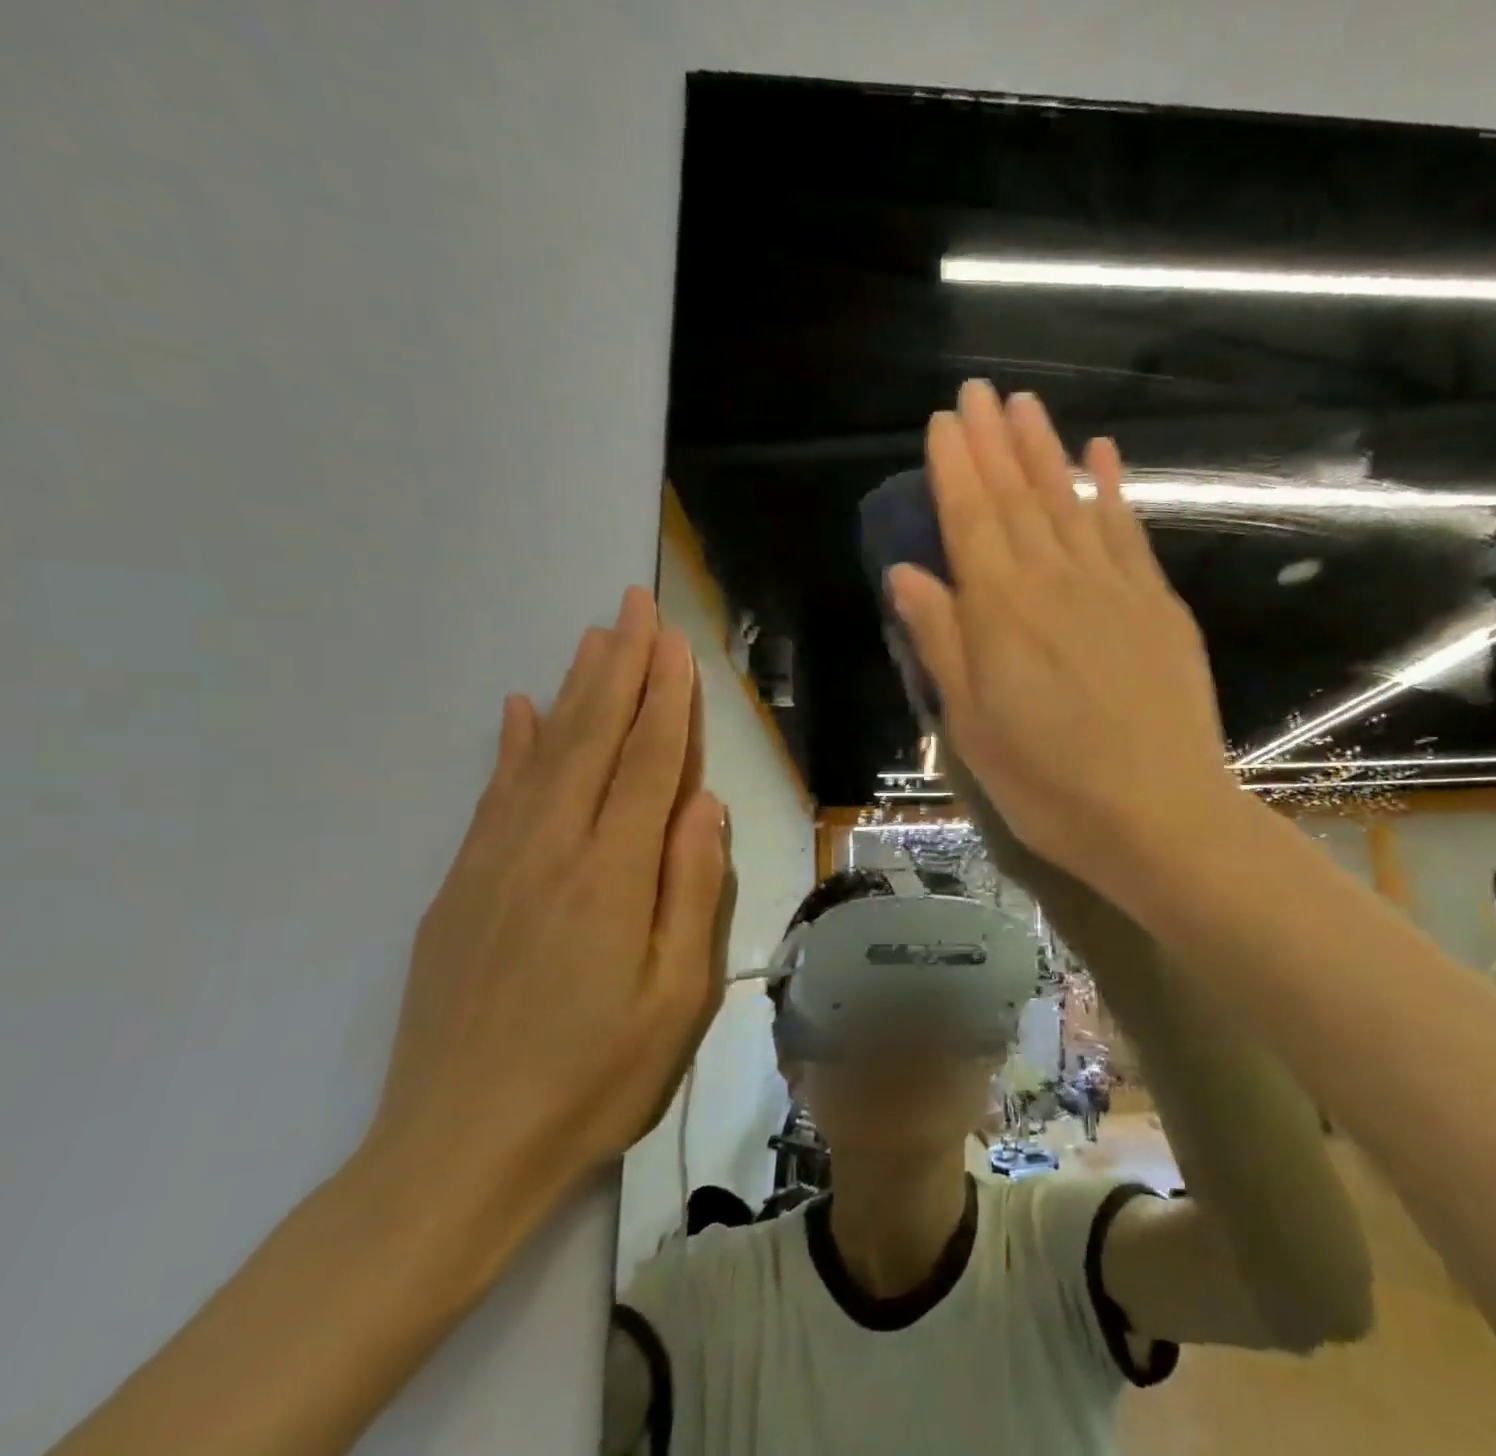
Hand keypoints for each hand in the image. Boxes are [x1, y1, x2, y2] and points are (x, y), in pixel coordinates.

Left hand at [367, 587, 732, 1232]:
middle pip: (592, 739)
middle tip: (634, 607)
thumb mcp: (676, 997)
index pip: (648, 763)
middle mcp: (551, 850)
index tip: (674, 643)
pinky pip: (493, 795)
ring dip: (573, 691)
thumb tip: (703, 805)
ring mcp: (497, 864)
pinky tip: (518, 711)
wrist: (459, 1151)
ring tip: (593, 639)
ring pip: (542, 754)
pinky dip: (510, 745)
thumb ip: (691, 890)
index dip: (665, 699)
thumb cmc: (595, 1078)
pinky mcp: (462, 888)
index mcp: (611, 875)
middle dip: (619, 668)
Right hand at [888, 381, 1234, 905]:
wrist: (1161, 817)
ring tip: (1027, 406)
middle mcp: (1055, 583)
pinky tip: (1103, 454)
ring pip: (1071, 502)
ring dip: (1046, 451)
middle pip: (1018, 499)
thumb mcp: (974, 729)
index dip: (955, 469)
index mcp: (1001, 614)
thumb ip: (943, 644)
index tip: (944, 423)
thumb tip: (907, 575)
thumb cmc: (1051, 787)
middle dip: (994, 442)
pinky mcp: (1158, 605)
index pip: (970, 521)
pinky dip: (1113, 489)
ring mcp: (1113, 588)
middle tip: (979, 392)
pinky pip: (1128, 532)